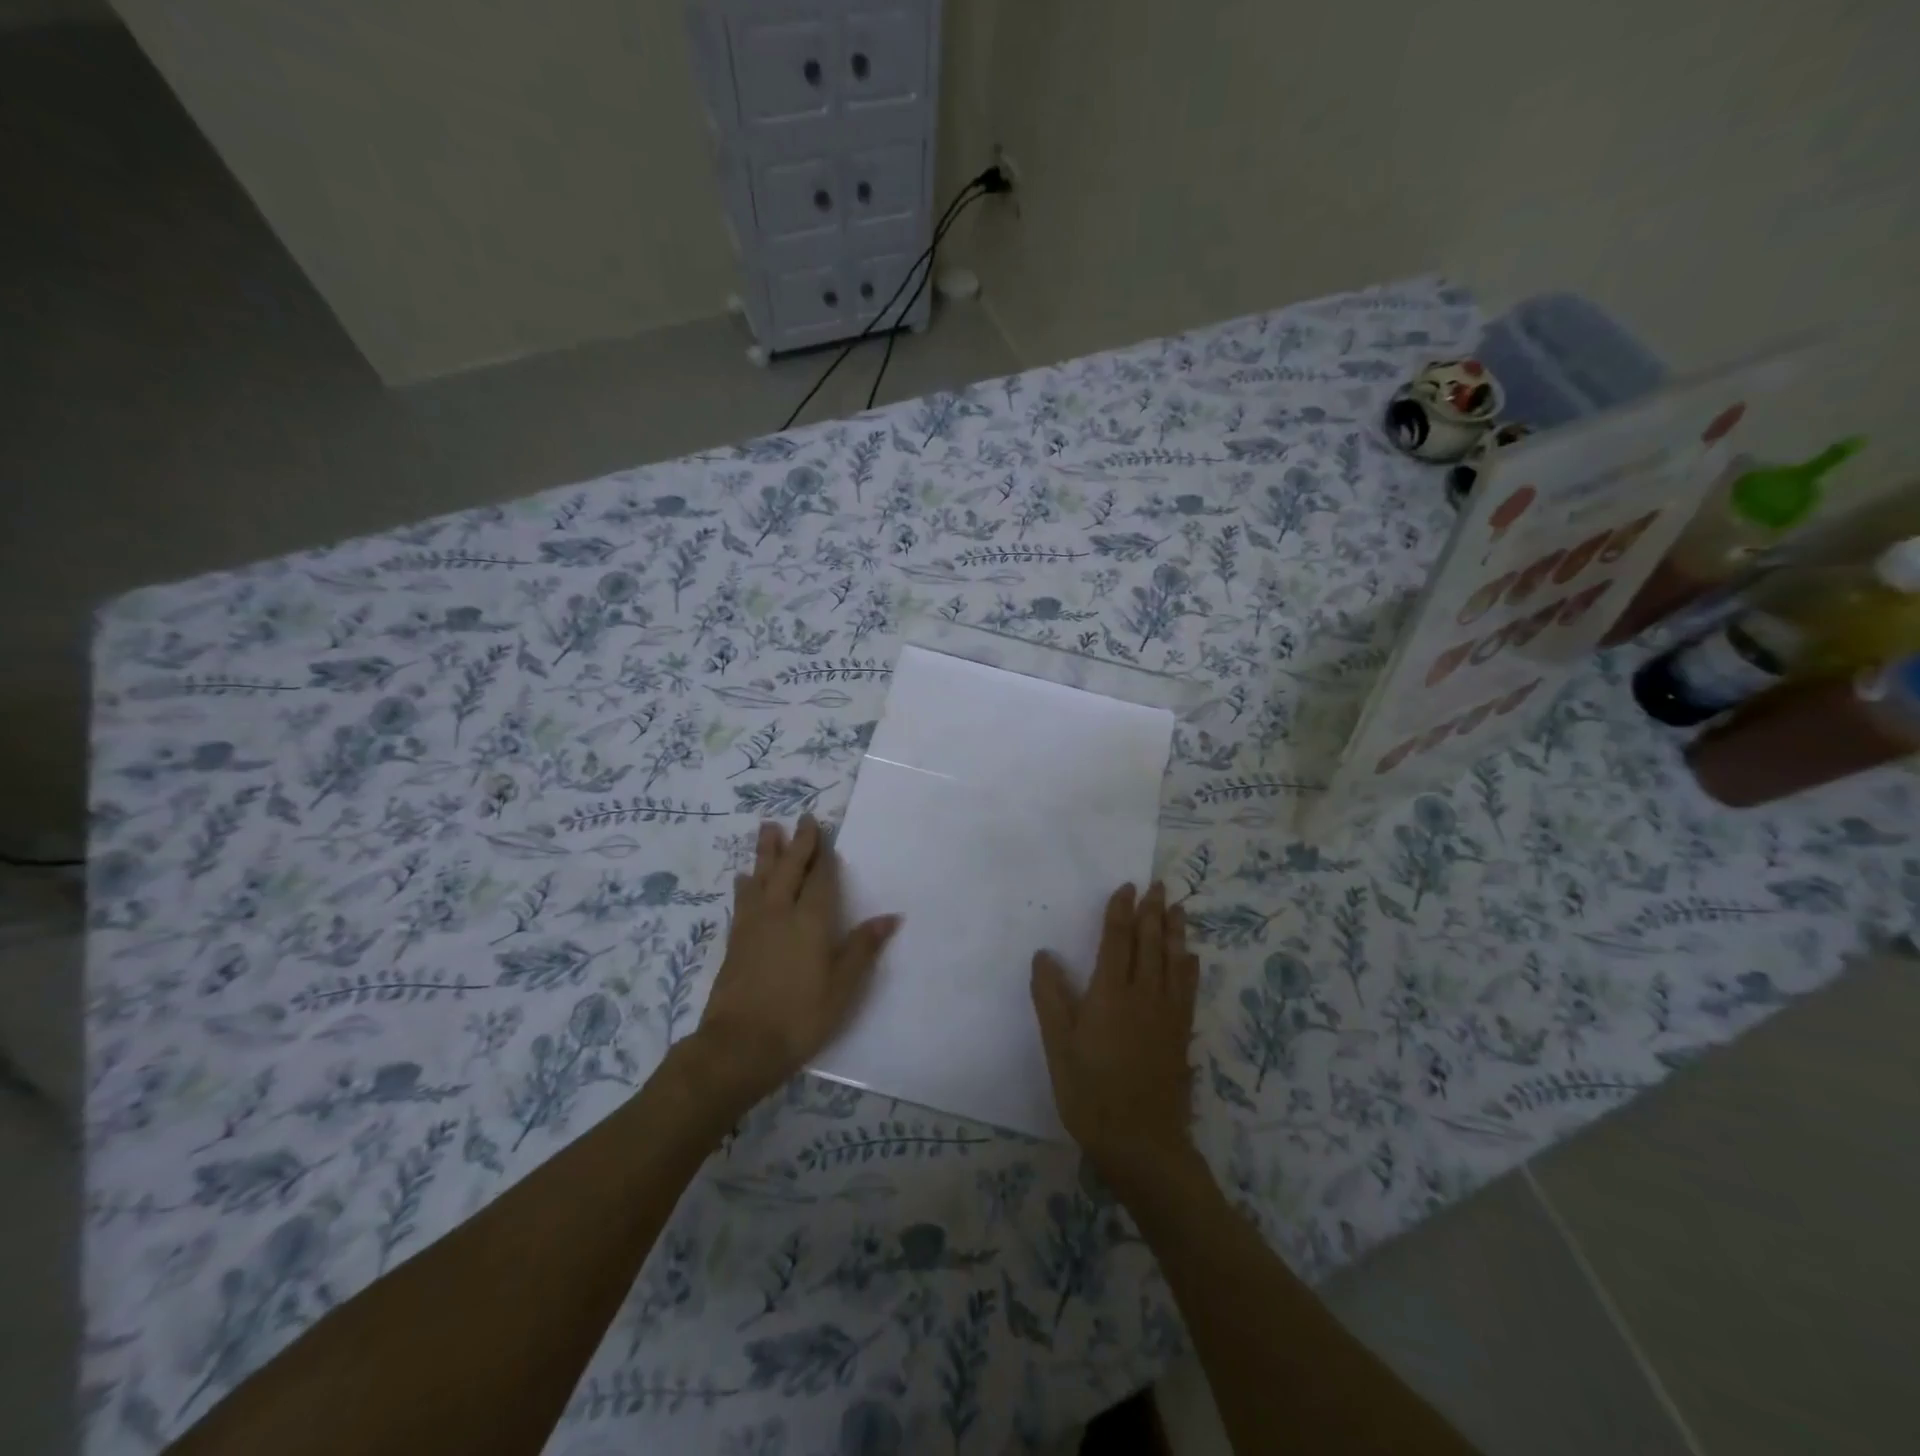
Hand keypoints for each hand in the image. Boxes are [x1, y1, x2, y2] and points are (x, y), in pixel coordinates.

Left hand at [685, 815, 899, 1118]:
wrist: (739, 1045)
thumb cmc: (800, 1016)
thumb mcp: (843, 986)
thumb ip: (863, 947)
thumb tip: (891, 917)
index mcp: (811, 920)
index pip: (819, 878)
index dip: (822, 853)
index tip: (823, 829)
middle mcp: (780, 913)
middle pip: (788, 868)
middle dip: (797, 843)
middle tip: (801, 818)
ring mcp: (753, 926)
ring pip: (761, 878)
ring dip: (766, 852)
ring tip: (769, 830)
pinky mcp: (735, 941)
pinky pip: (743, 900)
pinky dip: (746, 884)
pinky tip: (744, 878)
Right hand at [1031, 882, 1199, 1185]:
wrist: (1141, 1142)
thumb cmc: (1090, 1092)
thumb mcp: (1058, 1046)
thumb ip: (1050, 997)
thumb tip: (1045, 954)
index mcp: (1110, 993)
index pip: (1117, 940)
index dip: (1121, 911)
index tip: (1126, 887)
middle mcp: (1143, 994)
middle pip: (1149, 943)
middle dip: (1152, 912)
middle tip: (1158, 885)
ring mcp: (1167, 1014)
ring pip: (1173, 961)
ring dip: (1174, 931)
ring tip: (1177, 908)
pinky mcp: (1180, 1033)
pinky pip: (1188, 989)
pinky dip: (1190, 967)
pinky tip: (1191, 958)